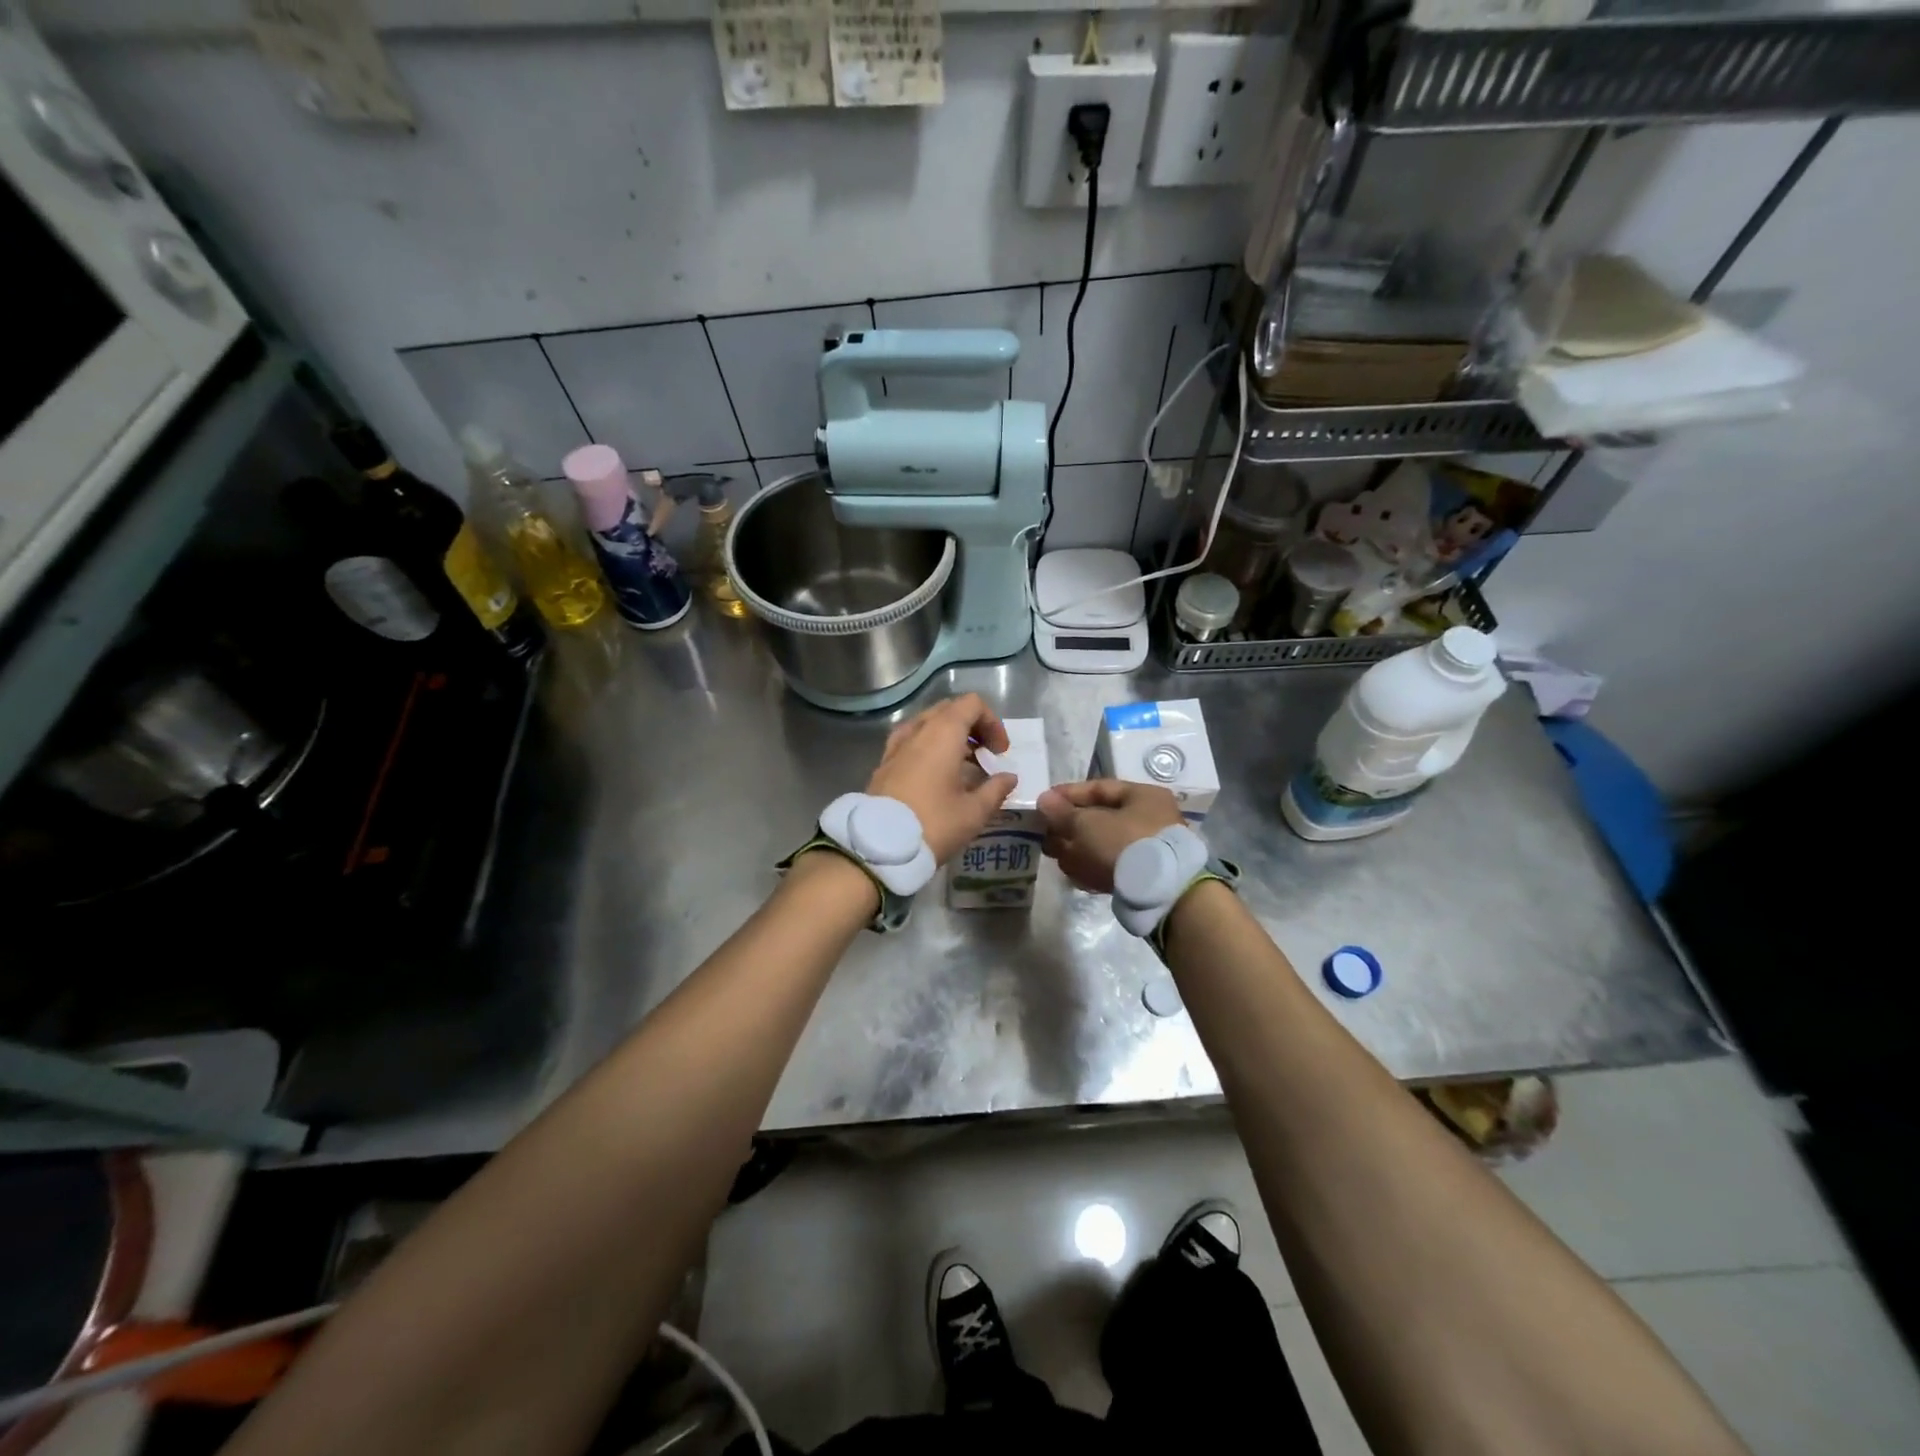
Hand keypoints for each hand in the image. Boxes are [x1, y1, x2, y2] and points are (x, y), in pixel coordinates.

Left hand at [866, 693, 1018, 864]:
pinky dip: (928, 747)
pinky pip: (911, 741)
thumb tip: (1009, 777)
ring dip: (949, 737)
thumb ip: (996, 790)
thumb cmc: (933, 824)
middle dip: (972, 727)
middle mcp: (917, 730)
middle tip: (985, 755)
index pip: (971, 704)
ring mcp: (896, 745)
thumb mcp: (973, 812)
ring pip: (927, 724)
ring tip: (962, 765)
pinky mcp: (884, 763)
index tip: (1000, 752)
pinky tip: (934, 773)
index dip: (992, 722)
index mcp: (942, 733)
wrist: (878, 847)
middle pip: (949, 710)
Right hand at [1037, 779, 1184, 894]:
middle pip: (1100, 818)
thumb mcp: (1087, 824)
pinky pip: (1112, 865)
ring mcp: (1149, 849)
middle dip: (1070, 827)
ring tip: (1054, 856)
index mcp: (1143, 796)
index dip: (1067, 794)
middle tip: (1045, 835)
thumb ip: (1062, 812)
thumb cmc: (1124, 844)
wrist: (1161, 893)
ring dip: (1077, 849)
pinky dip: (1092, 867)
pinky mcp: (1145, 876)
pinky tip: (1073, 875)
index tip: (1043, 803)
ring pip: (1104, 844)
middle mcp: (1149, 818)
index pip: (1098, 788)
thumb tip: (1044, 800)